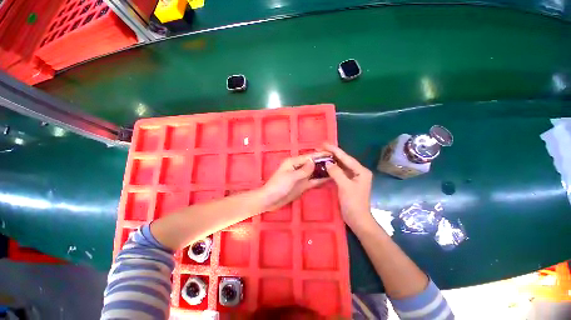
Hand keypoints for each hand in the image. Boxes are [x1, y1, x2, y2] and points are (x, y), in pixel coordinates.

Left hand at [260, 153, 329, 211]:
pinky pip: (313, 181)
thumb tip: (313, 161)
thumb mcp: (291, 177)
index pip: (309, 157)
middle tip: (337, 162)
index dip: (320, 155)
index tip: (332, 154)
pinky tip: (328, 179)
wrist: (270, 201)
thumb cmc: (278, 186)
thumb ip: (303, 170)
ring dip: (323, 171)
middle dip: (323, 162)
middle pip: (312, 164)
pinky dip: (320, 179)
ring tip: (336, 170)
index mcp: (293, 162)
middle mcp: (298, 168)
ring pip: (314, 172)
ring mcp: (301, 177)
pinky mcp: (302, 185)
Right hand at [323, 143, 373, 230]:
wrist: (357, 219)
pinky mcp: (348, 182)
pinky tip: (327, 165)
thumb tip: (328, 162)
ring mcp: (354, 177)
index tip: (324, 144)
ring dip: (332, 160)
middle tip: (321, 147)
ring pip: (342, 166)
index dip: (335, 150)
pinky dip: (333, 168)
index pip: (346, 158)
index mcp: (361, 171)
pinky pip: (340, 172)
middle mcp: (359, 172)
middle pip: (344, 160)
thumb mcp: (345, 186)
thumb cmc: (353, 203)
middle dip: (333, 153)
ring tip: (323, 154)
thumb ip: (336, 173)